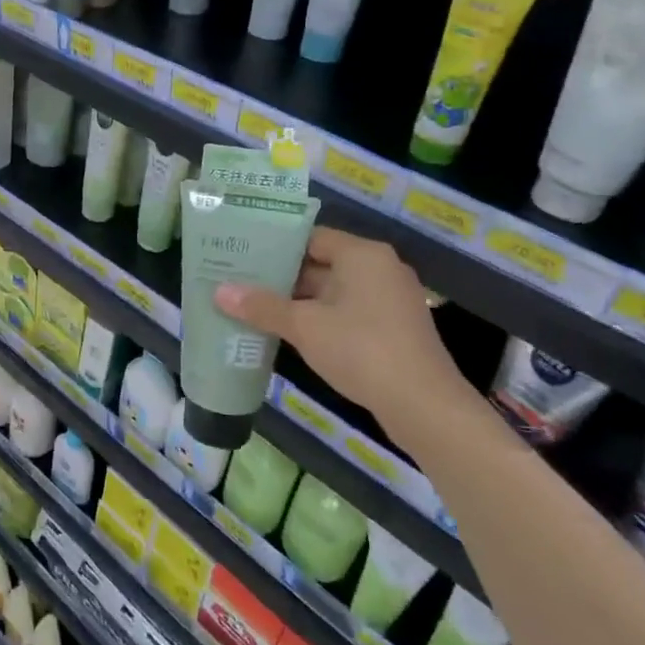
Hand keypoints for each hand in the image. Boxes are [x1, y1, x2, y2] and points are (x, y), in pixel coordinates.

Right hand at [215, 226, 475, 446]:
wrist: (424, 406)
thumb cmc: (362, 350)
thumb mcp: (304, 327)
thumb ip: (262, 306)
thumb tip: (219, 291)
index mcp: (362, 255)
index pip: (310, 237)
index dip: (275, 245)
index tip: (242, 254)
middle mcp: (379, 269)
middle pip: (321, 263)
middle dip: (281, 276)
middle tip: (239, 280)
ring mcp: (389, 299)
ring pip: (332, 290)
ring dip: (298, 300)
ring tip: (254, 306)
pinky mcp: (393, 328)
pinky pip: (347, 311)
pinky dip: (319, 318)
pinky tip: (288, 331)